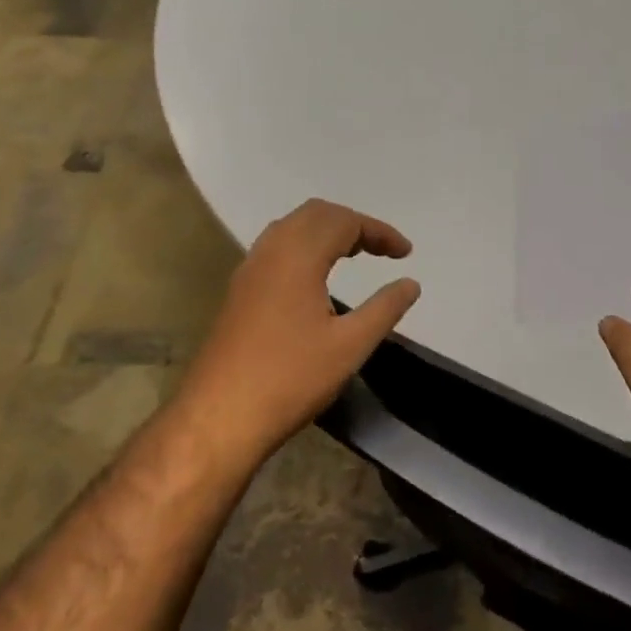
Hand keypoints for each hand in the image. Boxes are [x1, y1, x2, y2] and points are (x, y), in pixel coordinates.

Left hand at [173, 199, 421, 461]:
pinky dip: (305, 247)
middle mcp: (270, 251)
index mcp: (298, 256)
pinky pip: (276, 248)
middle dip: (352, 224)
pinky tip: (316, 278)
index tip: (406, 253)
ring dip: (326, 232)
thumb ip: (385, 308)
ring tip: (354, 255)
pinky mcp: (239, 291)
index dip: (379, 232)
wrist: (219, 415)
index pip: (344, 222)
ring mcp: (249, 270)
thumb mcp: (350, 346)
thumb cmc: (290, 378)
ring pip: (291, 228)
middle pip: (315, 214)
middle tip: (381, 250)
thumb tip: (411, 283)